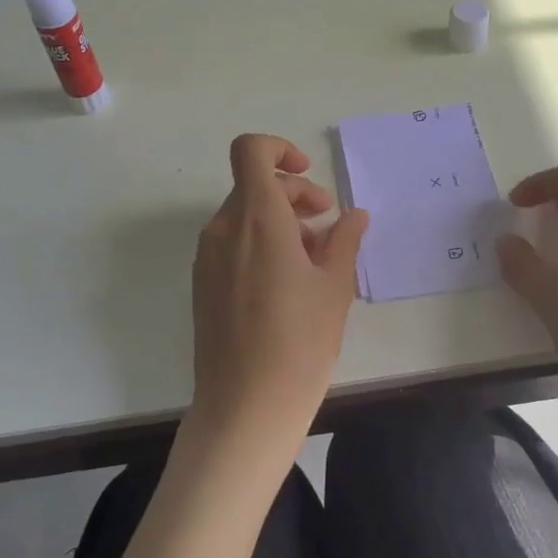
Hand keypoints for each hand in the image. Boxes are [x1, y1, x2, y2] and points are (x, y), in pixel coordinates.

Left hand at [189, 135, 369, 455]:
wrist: (244, 408)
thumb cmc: (299, 342)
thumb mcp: (334, 287)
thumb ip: (343, 240)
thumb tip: (354, 215)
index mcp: (256, 218)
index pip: (250, 151)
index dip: (280, 150)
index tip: (308, 177)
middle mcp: (223, 229)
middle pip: (253, 185)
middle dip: (293, 194)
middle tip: (327, 225)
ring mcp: (207, 258)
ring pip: (243, 215)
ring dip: (278, 220)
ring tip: (314, 258)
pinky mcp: (202, 284)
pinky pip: (232, 243)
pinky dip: (259, 243)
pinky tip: (287, 282)